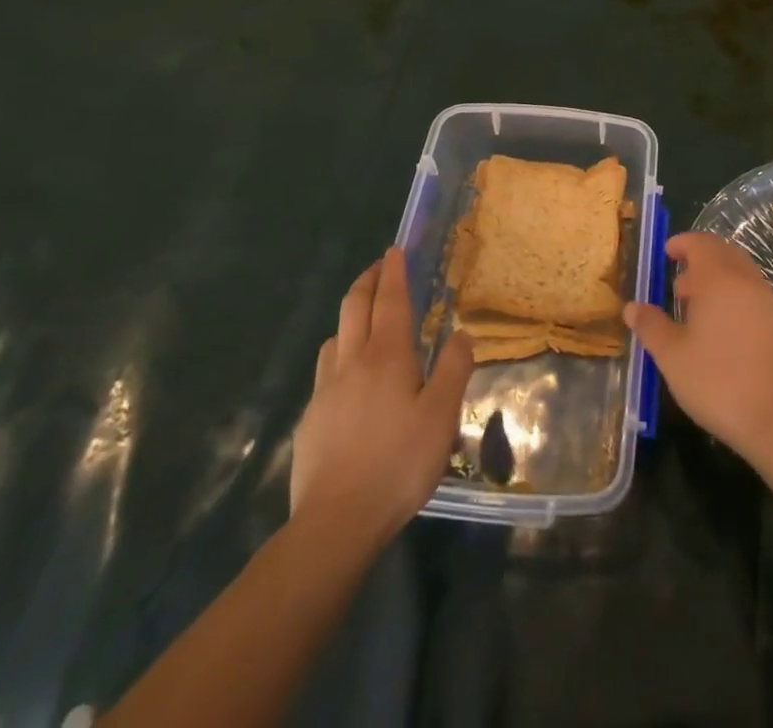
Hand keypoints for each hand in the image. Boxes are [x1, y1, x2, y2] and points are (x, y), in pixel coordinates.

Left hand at [289, 247, 474, 542]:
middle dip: (367, 281)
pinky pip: (325, 370)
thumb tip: (461, 332)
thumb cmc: (398, 463)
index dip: (394, 272)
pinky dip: (339, 354)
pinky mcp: (310, 418)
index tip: (396, 249)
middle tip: (379, 268)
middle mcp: (351, 361)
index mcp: (386, 355)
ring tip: (364, 322)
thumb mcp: (442, 416)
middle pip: (353, 306)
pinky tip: (348, 380)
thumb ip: (454, 368)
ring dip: (350, 317)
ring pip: (334, 336)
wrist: (335, 522)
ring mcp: (325, 390)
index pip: (390, 300)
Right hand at [624, 231, 772, 471]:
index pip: (701, 243)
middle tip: (679, 286)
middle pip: (724, 254)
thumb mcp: (672, 356)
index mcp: (719, 279)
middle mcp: (748, 281)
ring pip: (742, 276)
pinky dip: (737, 301)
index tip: (667, 253)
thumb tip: (632, 307)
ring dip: (719, 282)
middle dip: (700, 261)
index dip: (682, 243)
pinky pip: (756, 298)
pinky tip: (726, 335)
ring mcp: (771, 303)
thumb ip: (650, 326)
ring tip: (698, 313)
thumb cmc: (717, 381)